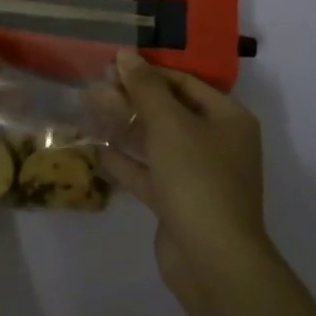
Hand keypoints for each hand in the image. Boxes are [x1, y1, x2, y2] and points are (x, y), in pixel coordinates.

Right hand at [97, 49, 272, 306]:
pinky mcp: (178, 202)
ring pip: (155, 141)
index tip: (111, 65)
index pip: (184, 82)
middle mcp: (217, 142)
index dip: (147, 72)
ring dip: (123, 125)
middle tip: (93, 87)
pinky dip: (124, 161)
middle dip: (131, 98)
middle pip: (168, 110)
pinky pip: (148, 172)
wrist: (213, 261)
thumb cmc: (198, 178)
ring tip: (87, 107)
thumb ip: (145, 88)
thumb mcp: (169, 124)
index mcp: (227, 118)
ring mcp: (197, 175)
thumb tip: (126, 54)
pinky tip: (95, 148)